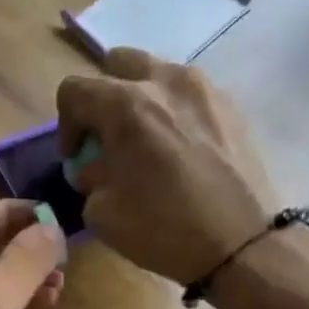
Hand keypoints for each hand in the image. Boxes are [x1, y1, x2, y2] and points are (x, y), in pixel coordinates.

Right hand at [57, 48, 275, 285]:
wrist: (242, 244)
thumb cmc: (164, 229)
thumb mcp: (102, 213)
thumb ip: (90, 178)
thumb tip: (97, 168)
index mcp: (126, 105)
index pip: (74, 90)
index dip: (66, 125)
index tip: (75, 157)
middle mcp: (165, 82)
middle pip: (118, 64)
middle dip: (104, 98)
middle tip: (109, 138)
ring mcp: (205, 89)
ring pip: (159, 75)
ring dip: (143, 102)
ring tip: (149, 143)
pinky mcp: (233, 106)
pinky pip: (191, 96)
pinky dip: (176, 114)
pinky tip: (182, 152)